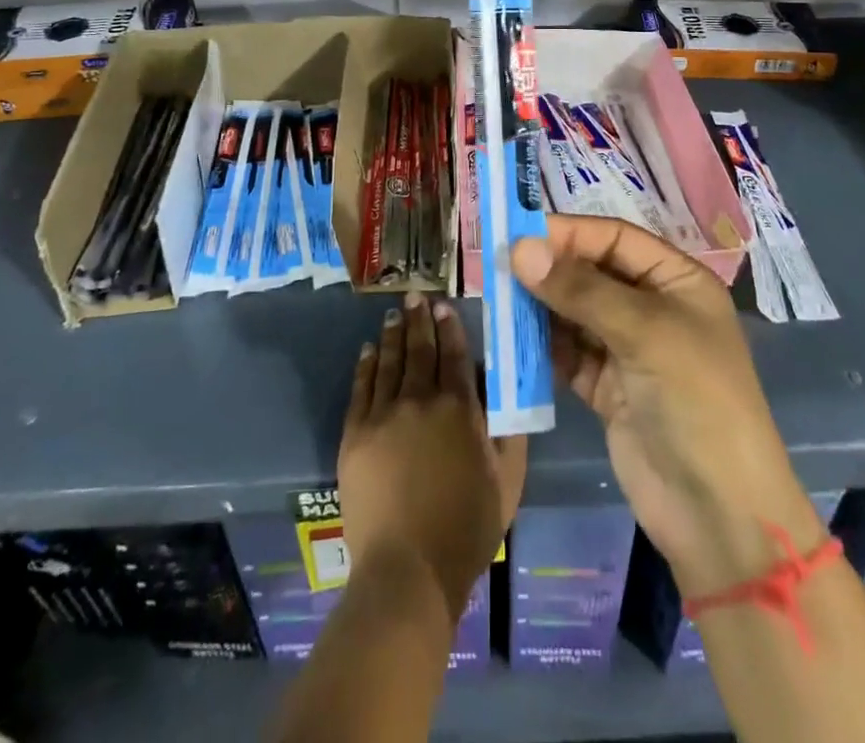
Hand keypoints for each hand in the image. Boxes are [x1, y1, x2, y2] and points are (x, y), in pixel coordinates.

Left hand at [339, 293, 527, 619]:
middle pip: (420, 349)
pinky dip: (366, 365)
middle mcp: (420, 400)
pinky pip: (361, 388)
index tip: (442, 305)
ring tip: (392, 315)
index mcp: (459, 409)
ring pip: (390, 362)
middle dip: (418, 319)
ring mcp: (384, 415)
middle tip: (414, 295)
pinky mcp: (355, 434)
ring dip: (393, 335)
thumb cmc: (466, 528)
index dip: (449, 326)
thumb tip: (505, 392)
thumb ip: (509, 431)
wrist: (408, 570)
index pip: (454, 354)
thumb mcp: (507, 481)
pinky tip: (368, 350)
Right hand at [512, 216, 821, 595]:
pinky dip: (541, 346)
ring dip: (539, 307)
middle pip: (592, 273)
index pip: (615, 239)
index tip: (517, 236)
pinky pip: (567, 354)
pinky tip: (512, 339)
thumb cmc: (696, 401)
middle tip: (497, 268)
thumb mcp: (645, 333)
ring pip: (574, 313)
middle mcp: (652, 308)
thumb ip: (580, 290)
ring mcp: (629, 350)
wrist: (718, 515)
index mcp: (677, 281)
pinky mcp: (607, 389)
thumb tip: (519, 249)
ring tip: (497, 300)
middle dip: (549, 270)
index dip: (569, 234)